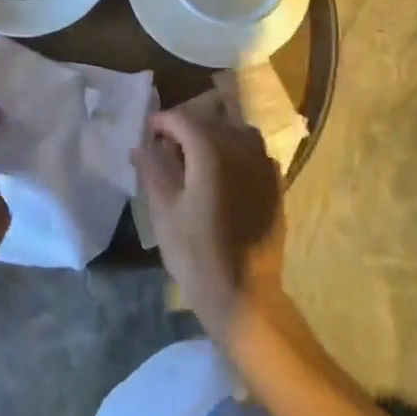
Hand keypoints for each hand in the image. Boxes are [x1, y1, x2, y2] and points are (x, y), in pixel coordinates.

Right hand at [134, 100, 285, 339]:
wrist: (245, 296)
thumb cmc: (197, 254)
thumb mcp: (164, 211)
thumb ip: (153, 170)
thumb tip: (141, 146)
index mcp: (210, 150)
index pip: (182, 119)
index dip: (161, 121)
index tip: (147, 131)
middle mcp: (240, 148)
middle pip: (210, 120)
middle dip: (186, 126)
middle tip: (167, 145)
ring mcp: (263, 165)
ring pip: (237, 130)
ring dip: (216, 134)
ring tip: (198, 155)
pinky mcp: (275, 185)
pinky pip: (255, 152)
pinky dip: (238, 151)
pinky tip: (226, 172)